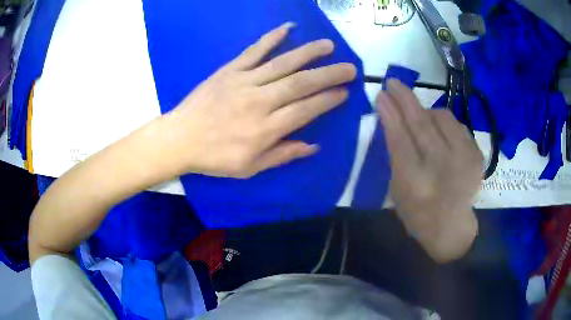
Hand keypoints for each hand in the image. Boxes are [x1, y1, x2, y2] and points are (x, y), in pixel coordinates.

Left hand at [158, 22, 355, 177]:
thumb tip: (313, 146)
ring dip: (308, 53)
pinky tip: (287, 28)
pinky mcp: (229, 70)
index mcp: (265, 129)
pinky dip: (271, 38)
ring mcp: (244, 82)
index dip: (328, 101)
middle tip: (350, 68)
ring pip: (282, 64)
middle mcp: (259, 102)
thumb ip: (282, 155)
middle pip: (300, 84)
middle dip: (329, 74)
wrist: (179, 139)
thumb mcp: (249, 168)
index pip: (305, 110)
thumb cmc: (214, 158)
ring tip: (328, 46)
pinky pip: (254, 51)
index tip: (344, 92)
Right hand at [376, 79, 482, 262]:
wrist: (452, 228)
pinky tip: (439, 131)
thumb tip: (391, 118)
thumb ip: (395, 155)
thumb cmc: (418, 214)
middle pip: (422, 123)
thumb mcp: (397, 190)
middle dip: (405, 99)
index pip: (400, 139)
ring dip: (426, 111)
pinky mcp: (477, 155)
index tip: (381, 94)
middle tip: (393, 83)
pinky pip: (457, 124)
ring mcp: (465, 160)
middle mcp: (443, 169)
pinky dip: (444, 122)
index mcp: (416, 184)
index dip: (390, 113)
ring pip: (442, 117)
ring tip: (419, 117)